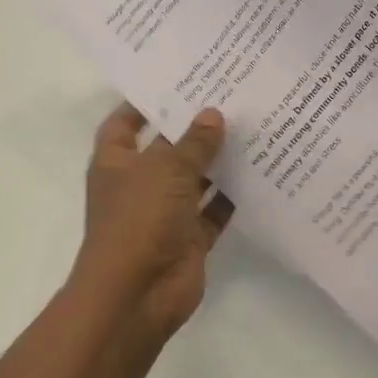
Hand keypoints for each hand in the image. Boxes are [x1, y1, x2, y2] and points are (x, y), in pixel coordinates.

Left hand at [73, 102, 232, 339]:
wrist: (137, 296)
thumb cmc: (138, 220)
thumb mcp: (165, 169)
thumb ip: (192, 142)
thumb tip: (213, 114)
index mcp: (116, 162)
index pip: (125, 123)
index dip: (145, 103)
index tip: (177, 81)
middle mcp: (139, 184)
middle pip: (167, 149)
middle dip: (193, 128)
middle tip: (229, 97)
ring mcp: (164, 213)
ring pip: (195, 179)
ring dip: (218, 161)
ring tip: (252, 127)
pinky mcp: (189, 238)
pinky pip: (214, 211)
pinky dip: (233, 196)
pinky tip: (261, 172)